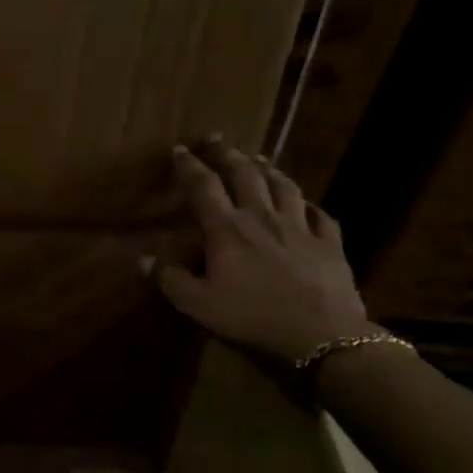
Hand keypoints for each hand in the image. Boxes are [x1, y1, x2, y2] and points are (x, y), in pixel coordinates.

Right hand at [147, 139, 371, 361]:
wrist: (321, 333)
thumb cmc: (252, 316)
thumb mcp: (199, 304)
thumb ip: (170, 279)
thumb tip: (143, 260)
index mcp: (227, 229)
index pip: (203, 187)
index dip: (189, 166)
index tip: (179, 149)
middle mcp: (262, 217)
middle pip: (244, 175)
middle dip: (227, 154)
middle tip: (216, 139)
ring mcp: (300, 227)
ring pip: (283, 186)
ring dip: (268, 169)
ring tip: (259, 158)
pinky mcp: (329, 242)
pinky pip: (319, 214)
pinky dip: (309, 205)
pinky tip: (306, 204)